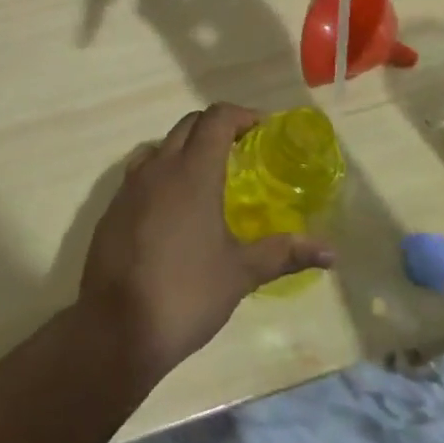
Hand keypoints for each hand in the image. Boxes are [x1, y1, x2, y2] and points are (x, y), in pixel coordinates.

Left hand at [79, 104, 333, 379]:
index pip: (216, 119)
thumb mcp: (240, 273)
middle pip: (188, 125)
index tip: (262, 129)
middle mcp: (158, 167)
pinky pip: (140, 173)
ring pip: (160, 146)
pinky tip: (174, 208)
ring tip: (208, 177)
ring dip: (185, 148)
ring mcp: (129, 186)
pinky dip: (162, 174)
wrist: (117, 326)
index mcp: (192, 172)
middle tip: (242, 150)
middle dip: (215, 127)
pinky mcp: (112, 208)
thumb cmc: (187, 293)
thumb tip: (331, 252)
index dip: (241, 115)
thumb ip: (284, 253)